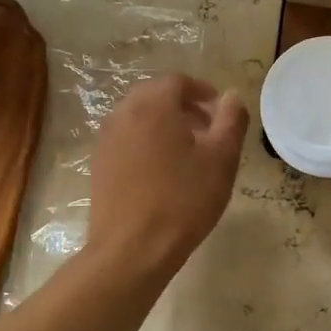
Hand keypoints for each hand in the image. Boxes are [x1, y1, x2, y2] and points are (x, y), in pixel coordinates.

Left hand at [85, 74, 247, 278]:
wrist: (132, 248)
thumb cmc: (183, 200)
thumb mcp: (221, 158)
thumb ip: (230, 120)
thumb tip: (231, 96)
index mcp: (153, 104)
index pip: (177, 81)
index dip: (202, 91)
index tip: (219, 111)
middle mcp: (124, 113)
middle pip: (154, 95)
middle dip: (182, 105)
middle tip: (206, 129)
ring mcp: (106, 139)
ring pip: (138, 116)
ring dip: (163, 123)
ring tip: (186, 151)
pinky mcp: (99, 163)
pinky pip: (126, 138)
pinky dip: (145, 141)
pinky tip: (162, 171)